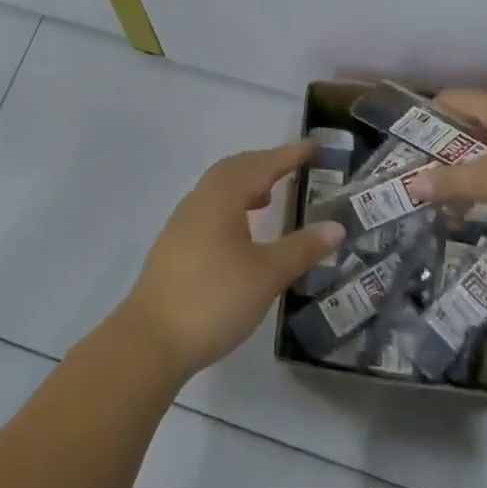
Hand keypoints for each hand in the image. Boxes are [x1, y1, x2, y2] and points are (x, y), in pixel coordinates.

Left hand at [119, 141, 346, 377]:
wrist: (151, 340)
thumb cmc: (214, 299)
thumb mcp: (267, 275)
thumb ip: (302, 248)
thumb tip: (336, 227)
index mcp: (222, 198)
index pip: (261, 165)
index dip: (288, 155)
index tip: (313, 147)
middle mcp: (200, 200)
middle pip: (235, 169)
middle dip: (265, 163)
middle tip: (294, 165)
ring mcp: (183, 222)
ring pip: (219, 188)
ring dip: (246, 183)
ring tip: (270, 195)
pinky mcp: (175, 245)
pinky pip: (210, 207)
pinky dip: (232, 204)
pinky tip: (242, 230)